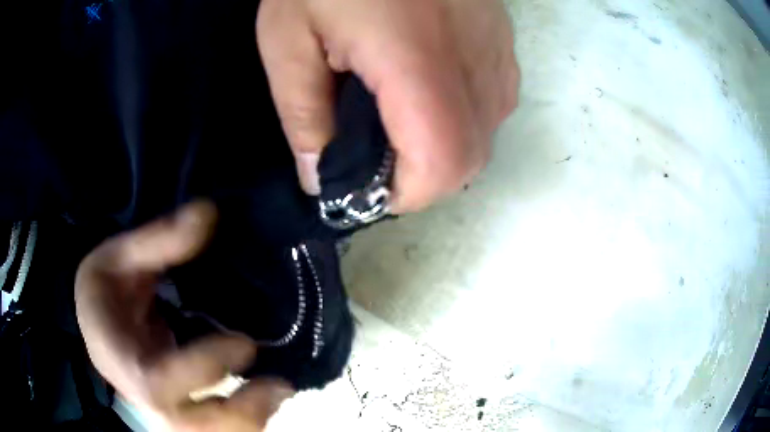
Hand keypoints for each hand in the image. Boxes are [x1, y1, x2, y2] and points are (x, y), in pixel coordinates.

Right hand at [75, 202, 293, 430]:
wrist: (98, 324)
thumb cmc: (103, 289)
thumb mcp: (118, 255)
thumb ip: (159, 239)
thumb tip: (208, 211)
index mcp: (118, 356)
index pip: (156, 383)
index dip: (199, 369)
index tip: (244, 344)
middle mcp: (141, 394)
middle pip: (188, 424)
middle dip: (236, 412)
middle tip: (281, 385)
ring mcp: (161, 407)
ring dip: (248, 421)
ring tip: (281, 390)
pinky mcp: (177, 408)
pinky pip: (214, 427)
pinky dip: (244, 419)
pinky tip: (265, 397)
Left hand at [257, 0, 518, 212]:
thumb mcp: (287, 40)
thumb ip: (303, 116)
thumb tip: (320, 180)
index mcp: (416, 60)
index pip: (443, 163)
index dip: (407, 194)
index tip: (366, 189)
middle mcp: (476, 60)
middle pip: (471, 160)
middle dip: (421, 177)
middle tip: (374, 159)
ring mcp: (497, 48)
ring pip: (485, 134)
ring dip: (441, 148)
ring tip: (395, 124)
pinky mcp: (501, 38)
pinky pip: (493, 101)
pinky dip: (459, 117)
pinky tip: (425, 92)